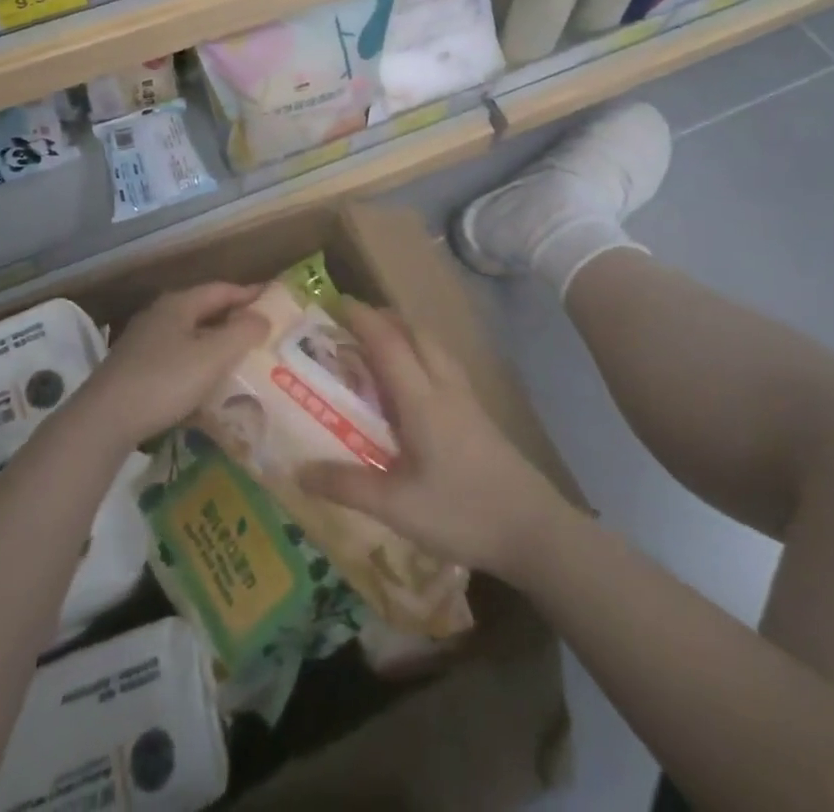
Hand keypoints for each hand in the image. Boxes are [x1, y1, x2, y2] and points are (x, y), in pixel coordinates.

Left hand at [81, 283, 269, 448]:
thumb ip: (241, 333)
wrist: (104, 419)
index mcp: (179, 304)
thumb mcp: (211, 357)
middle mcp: (160, 314)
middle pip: (204, 309)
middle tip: (262, 331)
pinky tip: (205, 381)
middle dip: (233, 318)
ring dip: (214, 342)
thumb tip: (263, 317)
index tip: (274, 300)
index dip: (249, 294)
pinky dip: (196, 361)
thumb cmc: (164, 381)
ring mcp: (144, 340)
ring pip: (189, 334)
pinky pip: (176, 355)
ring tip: (240, 357)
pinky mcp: (134, 366)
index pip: (222, 289)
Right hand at [298, 300, 573, 580]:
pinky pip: (445, 364)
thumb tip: (298, 471)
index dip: (362, 318)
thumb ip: (348, 486)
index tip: (335, 302)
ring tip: (381, 345)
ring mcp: (467, 399)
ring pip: (434, 346)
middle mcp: (444, 387)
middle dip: (384, 318)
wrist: (535, 530)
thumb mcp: (397, 507)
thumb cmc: (463, 513)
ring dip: (406, 332)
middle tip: (353, 323)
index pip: (388, 343)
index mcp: (421, 400)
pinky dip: (422, 353)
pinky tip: (416, 382)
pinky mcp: (480, 414)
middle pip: (415, 333)